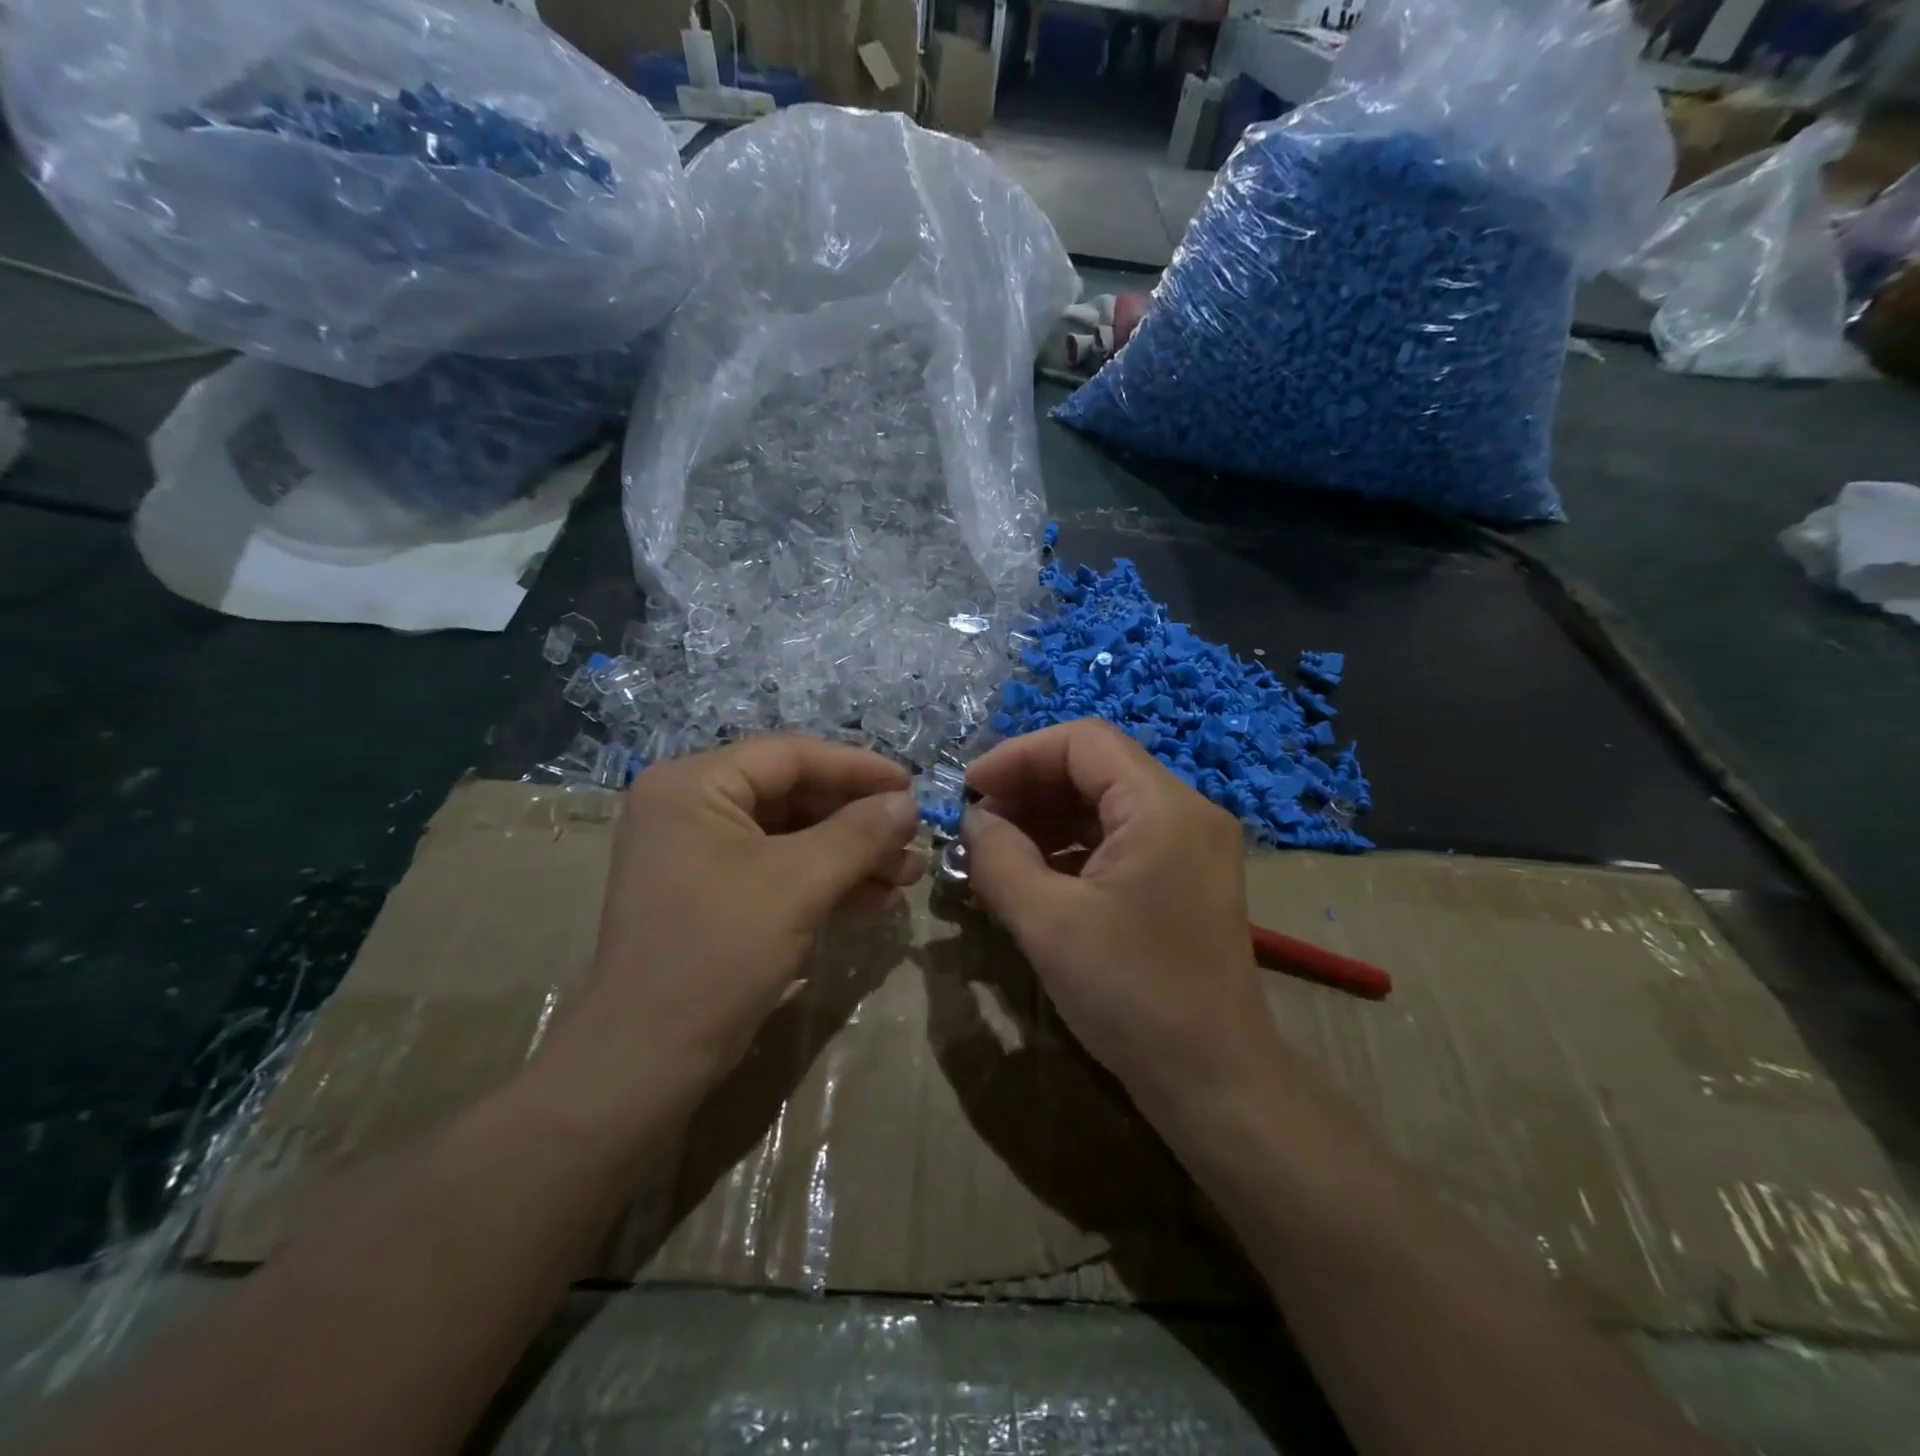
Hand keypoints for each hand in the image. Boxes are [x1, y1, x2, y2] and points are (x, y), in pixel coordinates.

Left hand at [567, 737, 921, 1088]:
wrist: (648, 1060)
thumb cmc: (719, 952)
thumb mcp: (798, 884)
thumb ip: (859, 833)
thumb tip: (907, 802)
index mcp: (693, 785)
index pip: (789, 755)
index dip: (857, 768)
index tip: (912, 785)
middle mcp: (691, 807)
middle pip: (794, 795)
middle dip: (859, 822)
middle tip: (913, 840)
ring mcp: (700, 853)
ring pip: (793, 836)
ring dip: (852, 854)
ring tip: (907, 875)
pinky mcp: (713, 893)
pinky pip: (779, 869)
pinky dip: (826, 881)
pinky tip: (875, 901)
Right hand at [963, 720, 1279, 1117]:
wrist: (1213, 1080)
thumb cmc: (1131, 994)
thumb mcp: (1048, 923)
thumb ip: (999, 858)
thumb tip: (975, 820)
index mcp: (1162, 807)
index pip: (1084, 742)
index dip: (1019, 755)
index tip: (970, 790)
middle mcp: (1185, 812)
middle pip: (1096, 767)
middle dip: (1030, 787)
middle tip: (978, 822)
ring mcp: (1190, 845)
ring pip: (1106, 803)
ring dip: (1047, 818)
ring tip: (997, 849)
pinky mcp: (1184, 877)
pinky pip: (1120, 839)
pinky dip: (1073, 847)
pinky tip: (1034, 874)